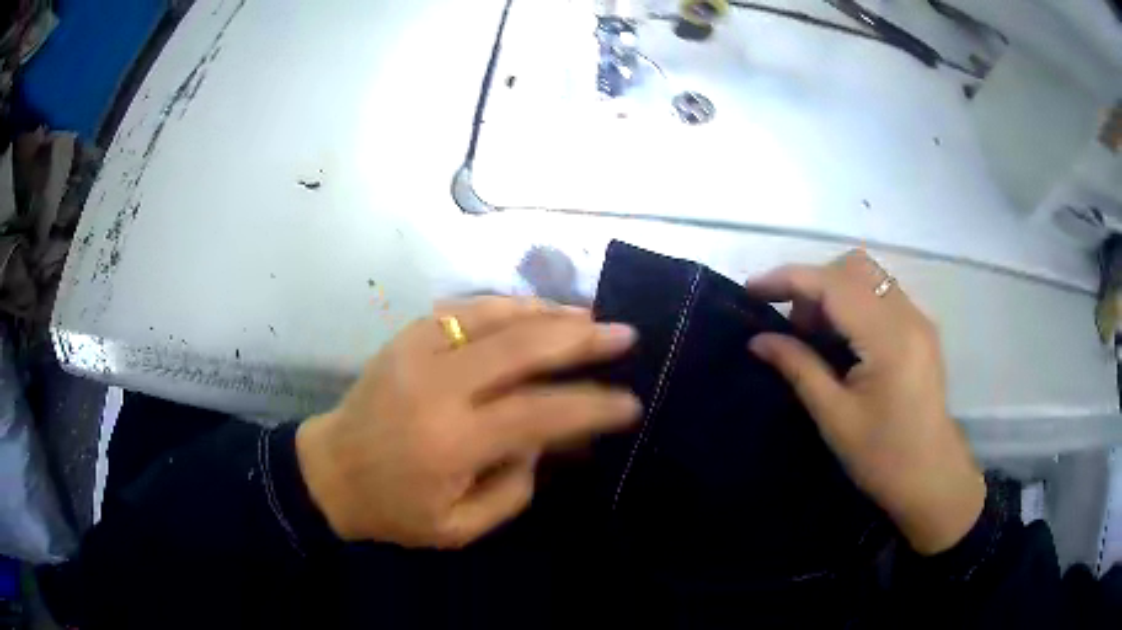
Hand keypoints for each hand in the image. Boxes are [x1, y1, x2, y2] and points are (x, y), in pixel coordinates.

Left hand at [295, 297, 640, 548]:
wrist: (329, 471)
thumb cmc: (395, 509)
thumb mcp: (460, 525)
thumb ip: (515, 486)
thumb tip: (545, 436)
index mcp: (451, 441)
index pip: (539, 413)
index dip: (592, 405)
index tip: (629, 403)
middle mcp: (437, 385)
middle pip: (523, 347)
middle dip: (583, 338)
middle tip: (625, 334)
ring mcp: (417, 350)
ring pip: (496, 315)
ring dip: (550, 312)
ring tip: (590, 315)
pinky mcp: (406, 335)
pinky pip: (467, 308)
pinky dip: (509, 305)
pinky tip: (536, 310)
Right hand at [746, 250, 984, 554]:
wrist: (932, 478)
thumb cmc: (883, 457)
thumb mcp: (835, 418)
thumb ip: (799, 368)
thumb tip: (758, 340)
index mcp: (889, 338)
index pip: (833, 284)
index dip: (789, 279)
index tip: (752, 290)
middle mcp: (908, 315)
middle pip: (853, 267)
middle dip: (814, 284)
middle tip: (793, 327)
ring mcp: (919, 319)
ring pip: (868, 276)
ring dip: (834, 291)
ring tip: (815, 335)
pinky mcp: (921, 329)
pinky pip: (881, 294)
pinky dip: (853, 302)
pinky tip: (842, 339)